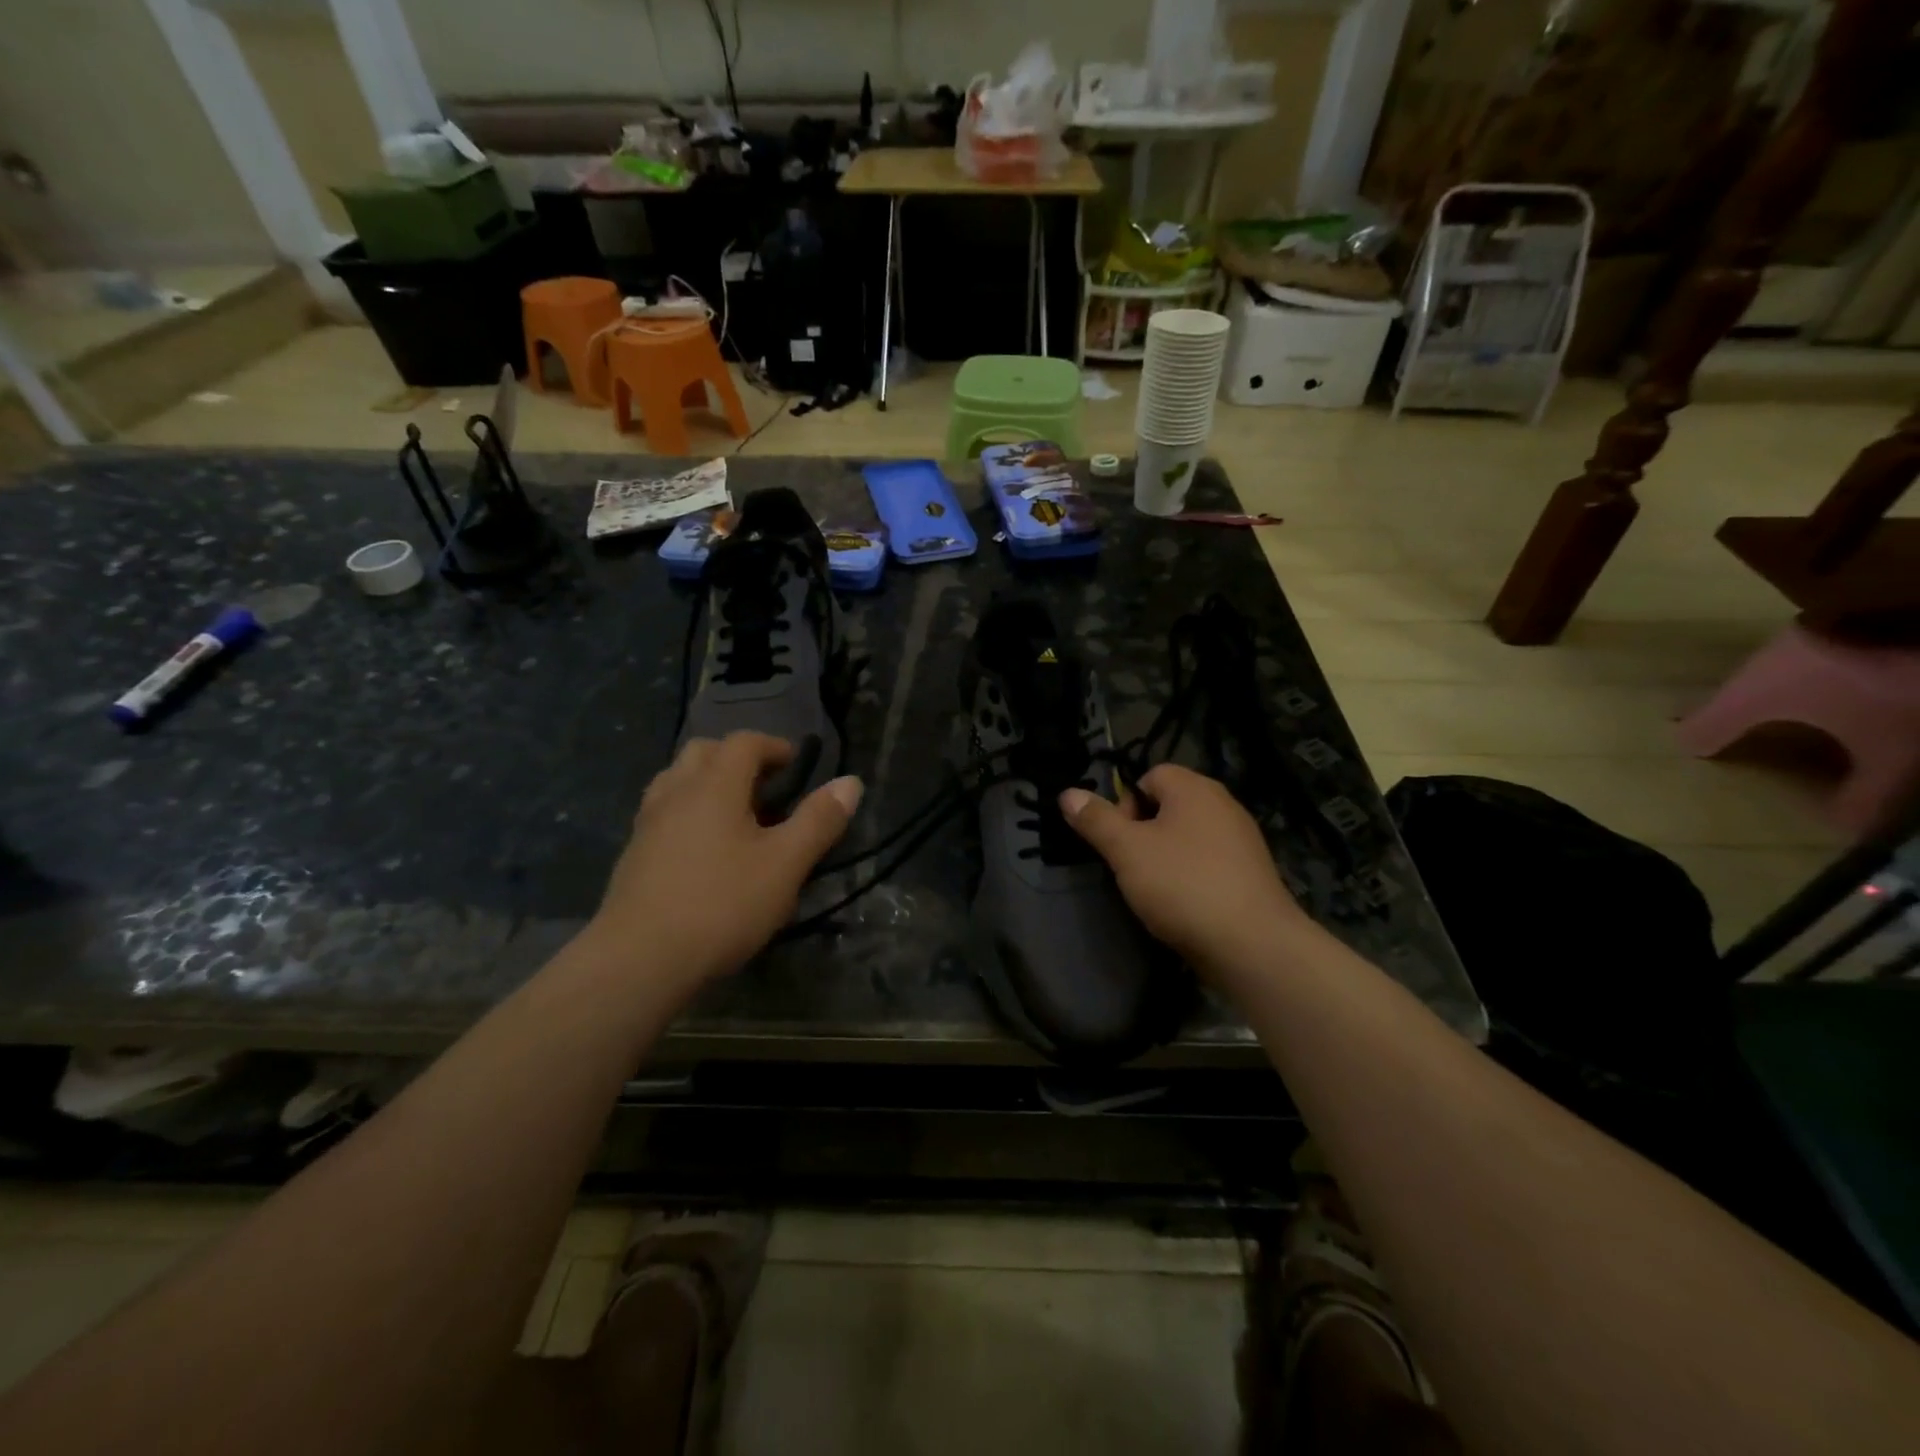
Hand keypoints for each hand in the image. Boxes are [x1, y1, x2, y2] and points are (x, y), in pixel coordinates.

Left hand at [587, 733, 861, 993]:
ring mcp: (648, 822)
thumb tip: (850, 782)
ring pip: (677, 780)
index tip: (797, 766)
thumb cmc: (721, 905)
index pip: (744, 742)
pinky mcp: (634, 853)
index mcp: (714, 785)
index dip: (774, 746)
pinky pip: (664, 811)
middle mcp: (676, 792)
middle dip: (738, 758)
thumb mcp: (785, 865)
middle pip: (704, 751)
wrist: (639, 960)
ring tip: (736, 814)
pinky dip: (688, 811)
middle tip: (766, 786)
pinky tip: (705, 849)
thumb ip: (819, 820)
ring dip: (708, 782)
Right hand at [1060, 764, 1310, 979]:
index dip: (1125, 803)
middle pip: (1169, 805)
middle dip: (1143, 832)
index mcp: (1195, 789)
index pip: (1150, 775)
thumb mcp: (1127, 850)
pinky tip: (1183, 905)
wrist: (1252, 944)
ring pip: (1188, 836)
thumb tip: (1067, 793)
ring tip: (1154, 889)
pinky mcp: (1251, 873)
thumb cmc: (1182, 885)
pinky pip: (1209, 862)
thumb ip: (1096, 820)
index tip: (1119, 840)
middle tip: (1132, 866)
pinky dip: (1191, 876)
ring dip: (1166, 856)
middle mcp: (1223, 804)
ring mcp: (1242, 840)